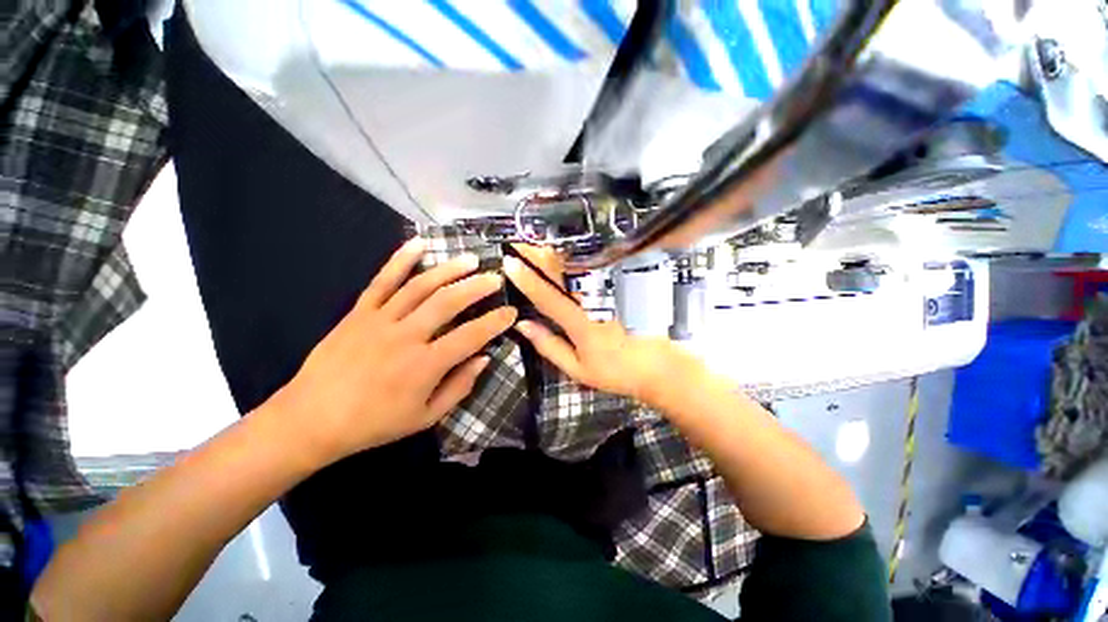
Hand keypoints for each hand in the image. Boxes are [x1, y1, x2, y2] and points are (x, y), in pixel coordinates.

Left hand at [271, 238, 516, 465]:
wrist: (311, 419)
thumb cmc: (374, 423)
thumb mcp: (425, 418)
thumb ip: (459, 387)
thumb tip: (484, 358)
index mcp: (425, 365)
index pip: (471, 336)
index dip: (495, 322)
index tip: (512, 312)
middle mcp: (406, 336)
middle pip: (448, 302)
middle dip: (477, 287)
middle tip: (496, 278)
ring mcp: (380, 320)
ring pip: (420, 287)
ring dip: (449, 270)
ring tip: (470, 260)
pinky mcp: (359, 312)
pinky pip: (382, 281)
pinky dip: (400, 260)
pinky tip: (418, 243)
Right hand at [502, 246, 709, 406]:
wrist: (657, 365)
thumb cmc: (615, 371)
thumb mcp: (577, 368)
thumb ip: (549, 346)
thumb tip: (522, 325)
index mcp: (581, 324)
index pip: (548, 297)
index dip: (526, 279)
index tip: (509, 263)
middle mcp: (595, 302)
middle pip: (562, 272)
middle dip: (538, 255)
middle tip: (519, 243)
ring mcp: (610, 292)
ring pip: (578, 266)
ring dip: (555, 252)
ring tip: (535, 243)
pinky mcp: (621, 287)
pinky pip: (595, 267)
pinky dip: (576, 257)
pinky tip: (565, 252)